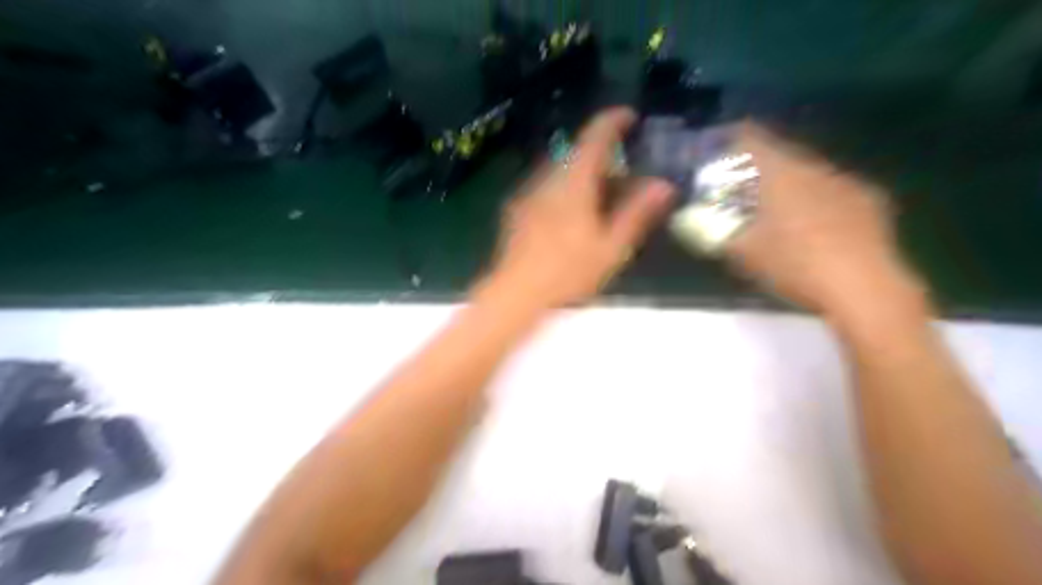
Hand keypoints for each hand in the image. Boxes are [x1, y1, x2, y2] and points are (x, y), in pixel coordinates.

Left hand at [486, 108, 675, 307]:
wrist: (515, 292)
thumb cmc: (567, 271)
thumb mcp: (611, 247)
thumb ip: (637, 213)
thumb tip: (664, 185)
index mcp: (573, 181)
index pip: (594, 136)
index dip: (613, 120)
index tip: (631, 115)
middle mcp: (547, 178)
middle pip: (576, 153)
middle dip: (601, 155)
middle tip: (623, 175)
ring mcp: (528, 193)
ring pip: (560, 171)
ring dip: (581, 174)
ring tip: (599, 198)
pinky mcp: (517, 209)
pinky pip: (546, 187)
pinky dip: (564, 189)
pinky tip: (570, 217)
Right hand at [727, 124, 928, 324]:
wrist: (862, 287)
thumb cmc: (793, 264)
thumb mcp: (741, 251)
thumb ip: (715, 230)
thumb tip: (695, 219)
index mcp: (780, 172)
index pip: (750, 138)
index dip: (729, 139)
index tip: (715, 152)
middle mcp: (814, 167)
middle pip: (780, 153)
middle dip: (757, 167)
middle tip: (739, 188)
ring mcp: (846, 181)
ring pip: (808, 171)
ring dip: (788, 183)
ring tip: (776, 209)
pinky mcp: (870, 200)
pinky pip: (833, 189)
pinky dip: (816, 199)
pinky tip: (814, 224)